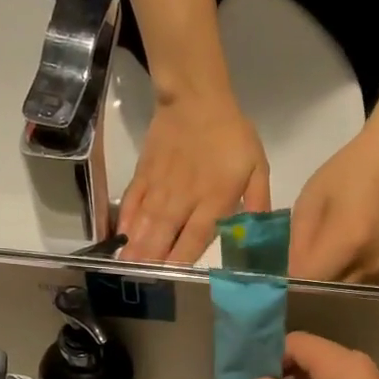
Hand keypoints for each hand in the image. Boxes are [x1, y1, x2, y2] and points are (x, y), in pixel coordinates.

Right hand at [119, 92, 269, 264]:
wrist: (197, 98)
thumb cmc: (232, 135)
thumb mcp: (257, 167)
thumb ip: (258, 203)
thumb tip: (258, 236)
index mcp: (214, 198)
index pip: (197, 235)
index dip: (183, 257)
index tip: (172, 277)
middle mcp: (184, 197)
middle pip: (165, 233)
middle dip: (153, 259)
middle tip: (141, 281)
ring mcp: (160, 185)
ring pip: (146, 221)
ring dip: (136, 245)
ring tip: (125, 267)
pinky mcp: (144, 174)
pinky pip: (133, 200)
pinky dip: (125, 219)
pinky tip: (119, 236)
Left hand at [288, 125, 378, 282]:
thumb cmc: (347, 172)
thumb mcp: (309, 201)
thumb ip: (298, 244)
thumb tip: (290, 277)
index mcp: (347, 243)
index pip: (308, 283)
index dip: (289, 286)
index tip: (275, 282)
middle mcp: (367, 265)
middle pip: (327, 297)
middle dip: (305, 294)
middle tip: (288, 284)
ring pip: (341, 297)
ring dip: (322, 292)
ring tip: (307, 278)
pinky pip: (353, 289)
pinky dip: (338, 284)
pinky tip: (327, 271)